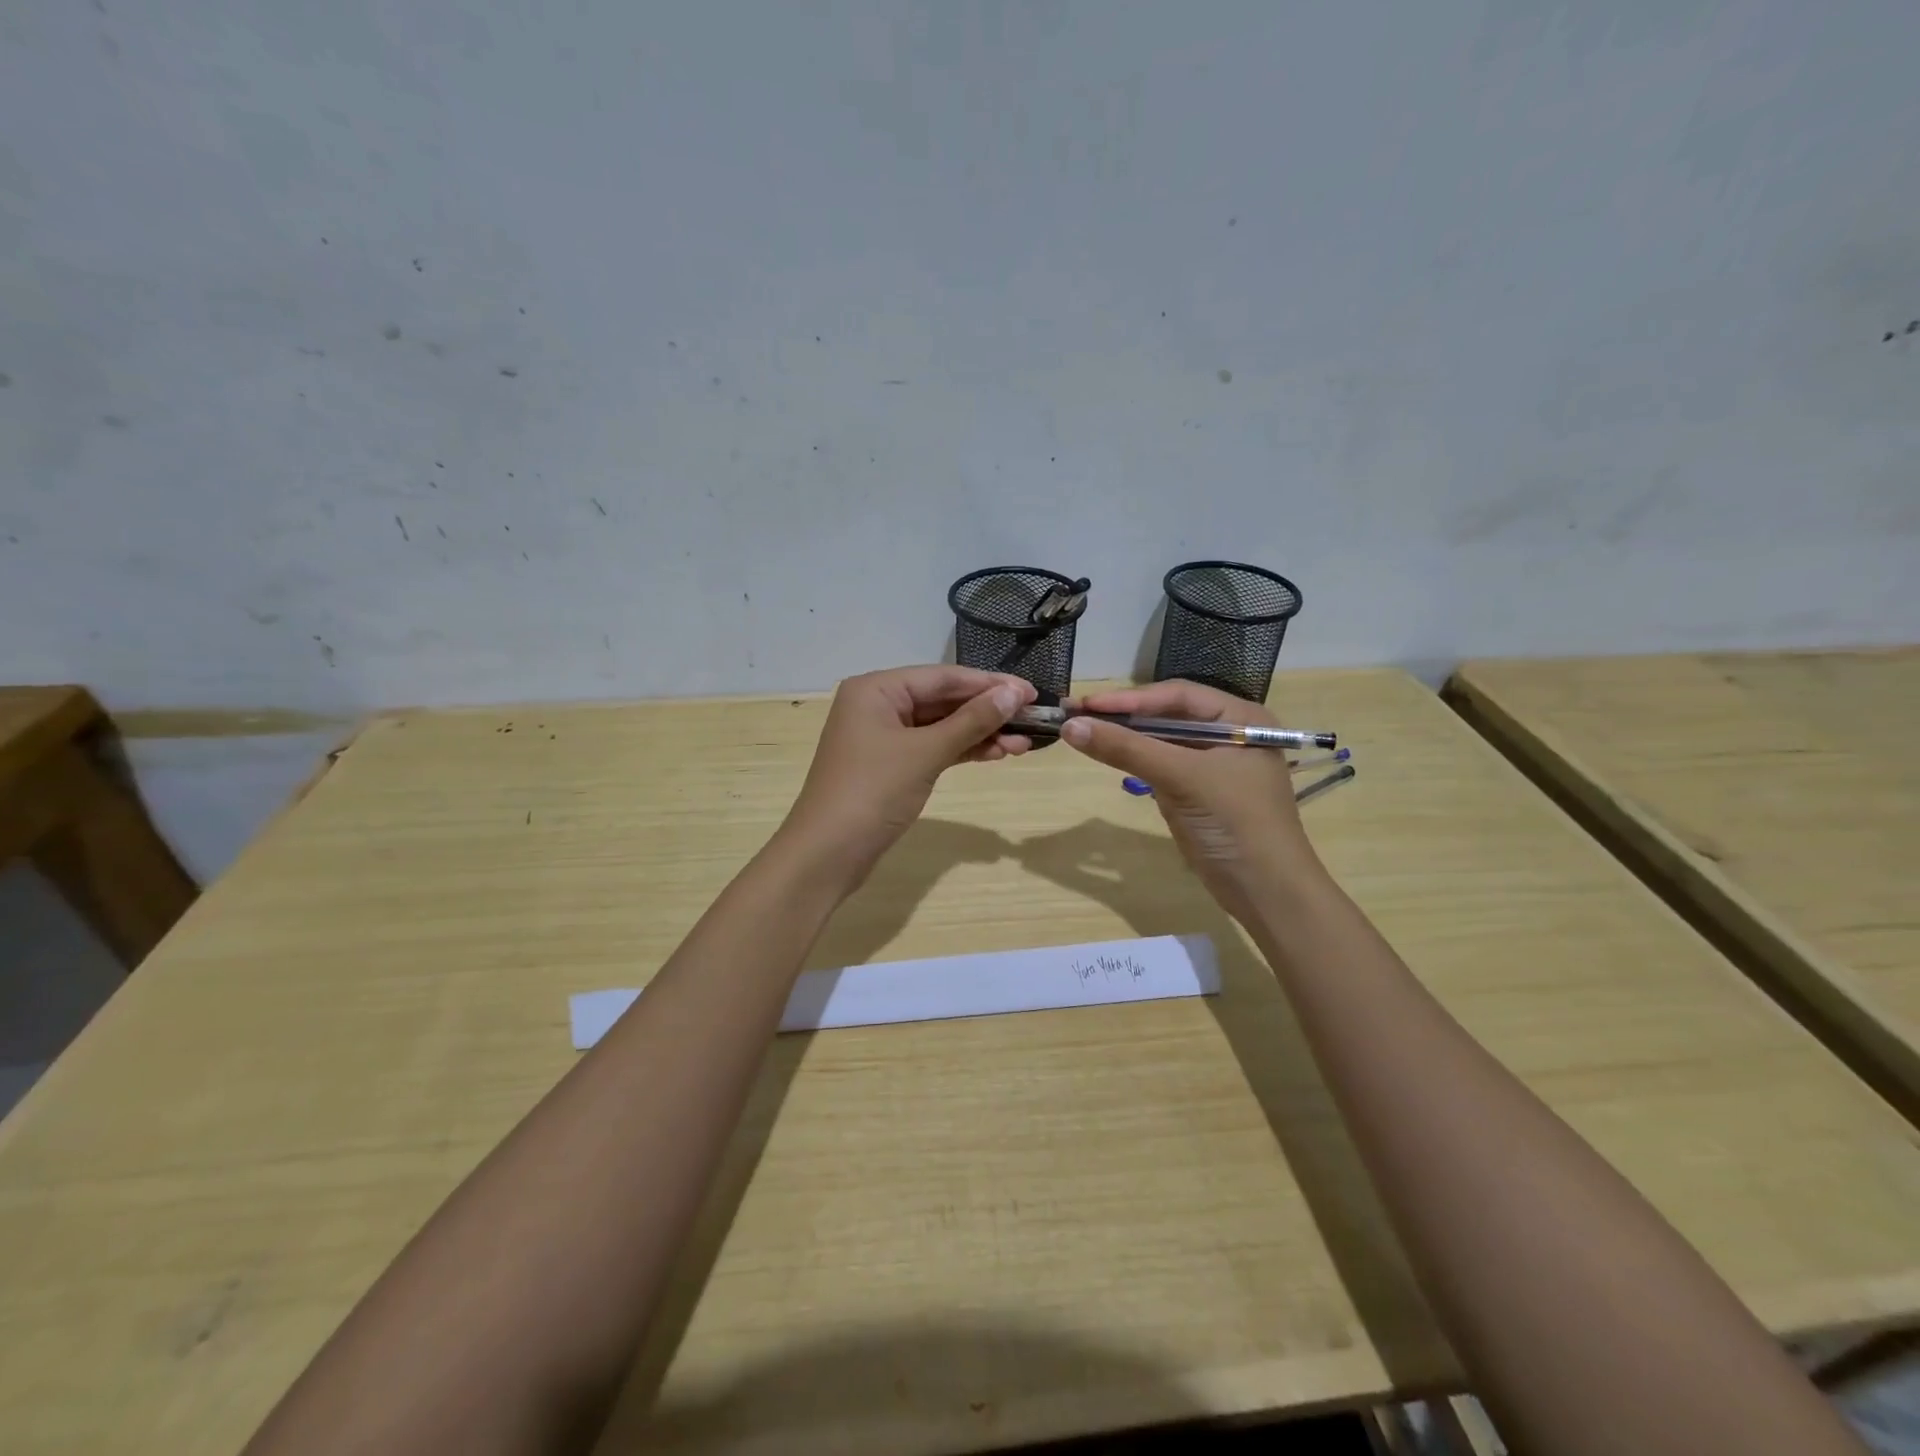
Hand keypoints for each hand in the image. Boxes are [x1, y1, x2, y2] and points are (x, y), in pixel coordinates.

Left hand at [782, 665, 1036, 884]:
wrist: (827, 854)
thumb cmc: (872, 792)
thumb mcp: (926, 753)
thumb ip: (972, 721)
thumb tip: (1015, 692)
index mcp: (876, 688)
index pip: (943, 677)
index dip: (990, 684)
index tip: (1032, 692)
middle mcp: (877, 704)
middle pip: (943, 700)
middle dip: (988, 711)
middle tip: (1034, 719)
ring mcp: (883, 737)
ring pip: (941, 726)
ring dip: (980, 733)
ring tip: (1023, 743)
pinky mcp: (890, 765)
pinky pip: (932, 747)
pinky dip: (962, 751)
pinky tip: (996, 754)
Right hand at [1059, 681, 1321, 921]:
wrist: (1267, 892)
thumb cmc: (1234, 822)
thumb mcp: (1181, 778)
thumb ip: (1127, 749)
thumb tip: (1070, 725)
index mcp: (1241, 718)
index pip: (1177, 694)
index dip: (1130, 698)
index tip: (1086, 704)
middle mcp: (1229, 733)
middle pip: (1168, 714)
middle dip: (1124, 715)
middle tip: (1077, 714)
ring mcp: (1214, 764)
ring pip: (1162, 740)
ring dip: (1126, 737)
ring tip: (1083, 731)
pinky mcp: (1200, 791)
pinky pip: (1163, 765)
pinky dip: (1136, 760)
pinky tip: (1109, 755)